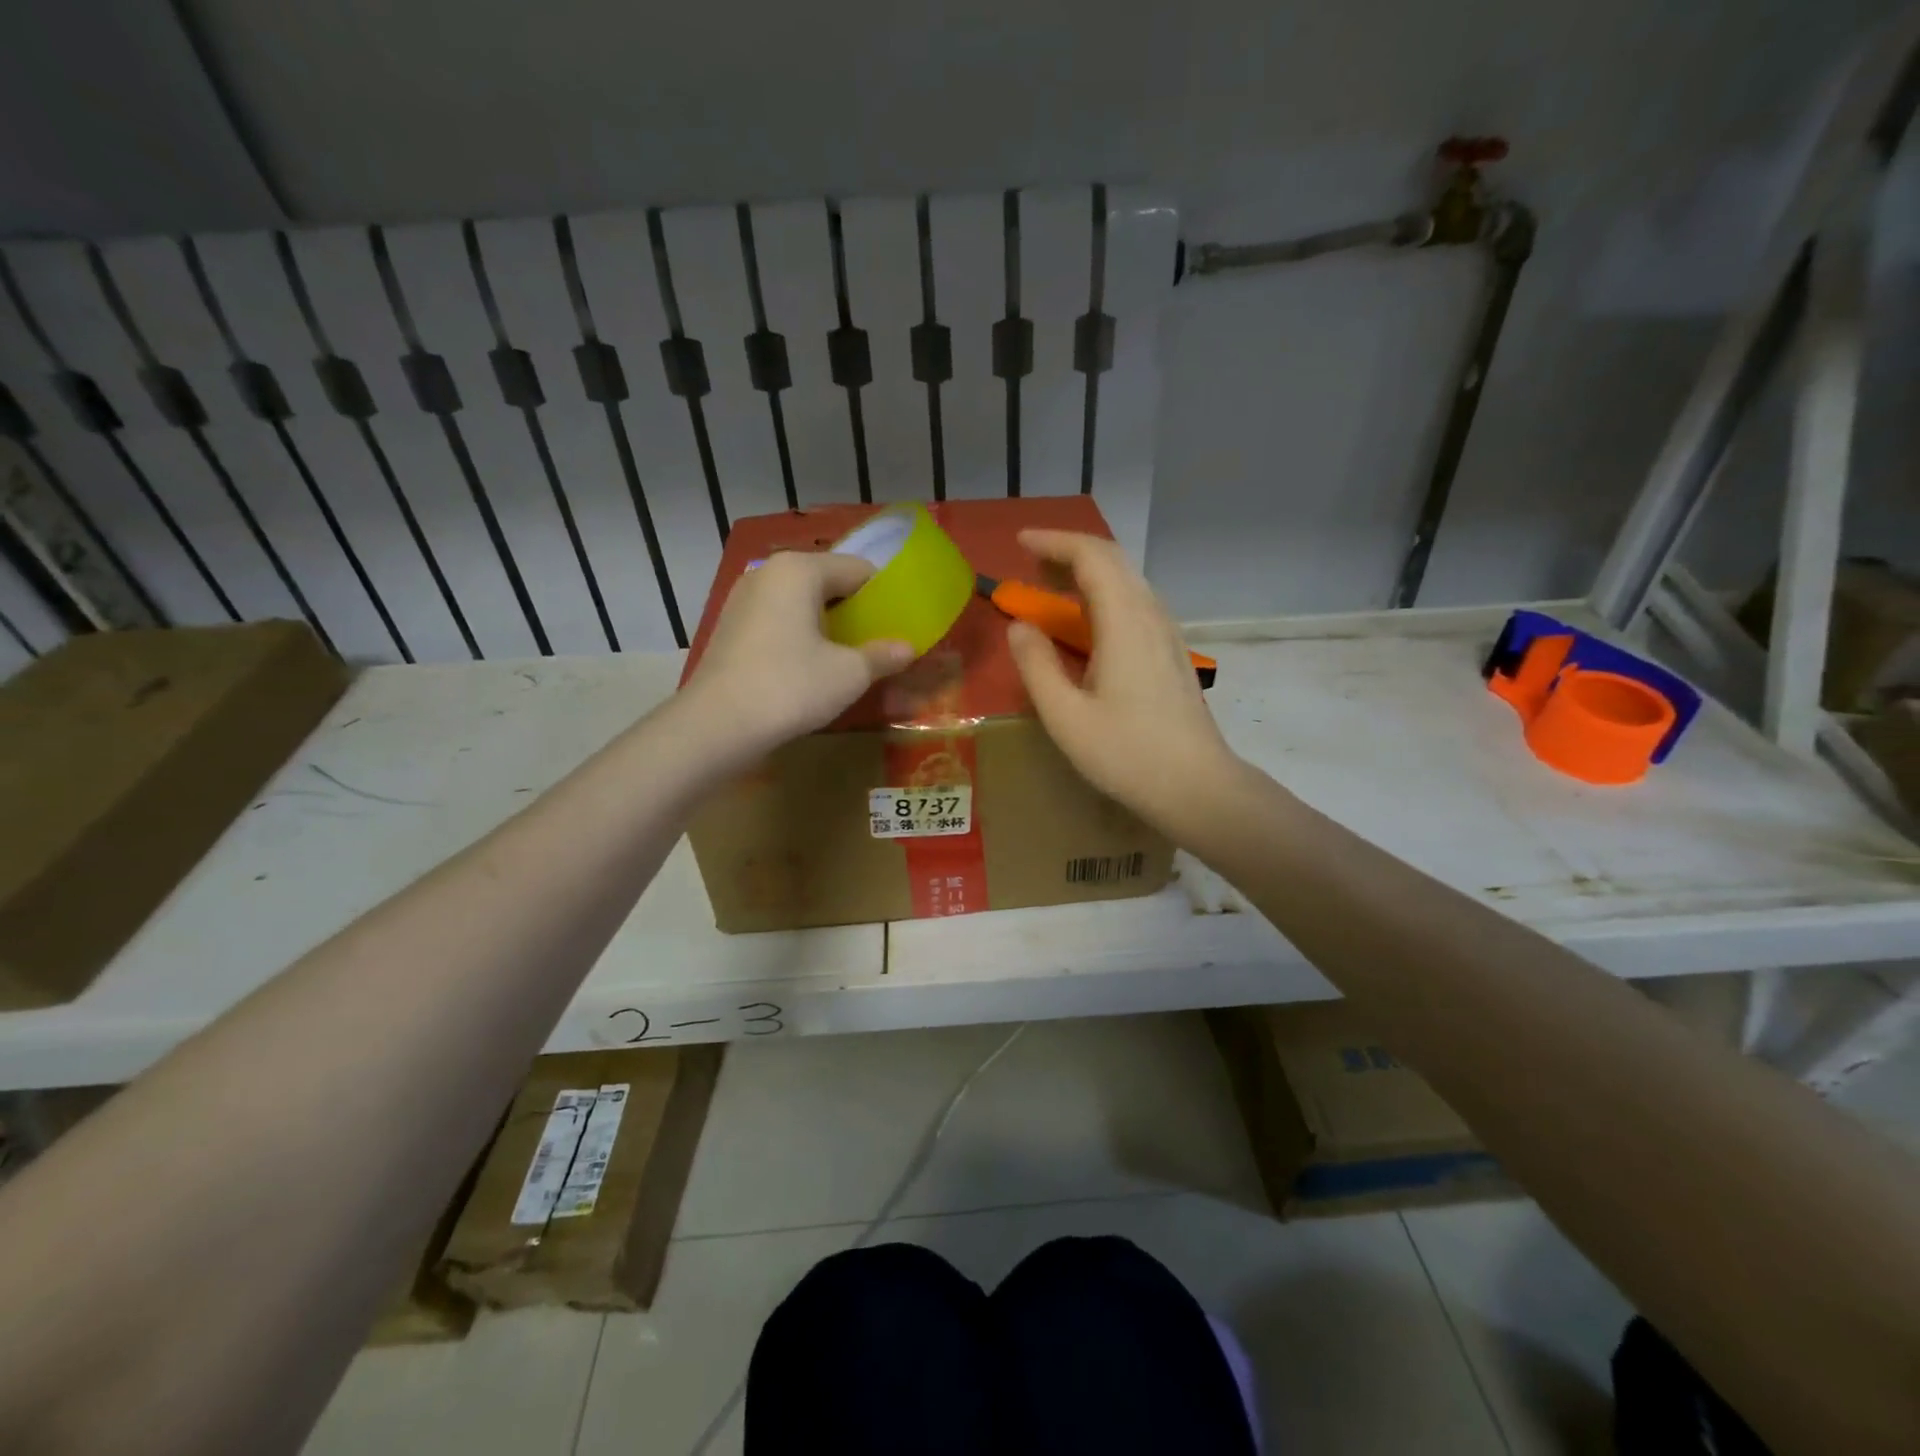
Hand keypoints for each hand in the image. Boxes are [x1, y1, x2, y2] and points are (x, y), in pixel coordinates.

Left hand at [682, 551, 912, 753]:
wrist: (717, 725)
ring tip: (847, 656)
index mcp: (800, 570)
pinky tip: (809, 666)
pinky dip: (799, 635)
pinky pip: (778, 620)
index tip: (901, 623)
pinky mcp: (730, 627)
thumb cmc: (791, 687)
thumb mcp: (849, 673)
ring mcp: (743, 599)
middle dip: (855, 611)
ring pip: (800, 602)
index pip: (858, 569)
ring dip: (826, 624)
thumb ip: (882, 655)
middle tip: (878, 642)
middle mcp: (768, 573)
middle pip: (827, 582)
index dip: (885, 596)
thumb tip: (907, 648)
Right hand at [1007, 529, 1237, 832]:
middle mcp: (1151, 615)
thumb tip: (1020, 627)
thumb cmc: (1126, 754)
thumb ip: (1036, 665)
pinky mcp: (1172, 653)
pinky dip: (1104, 596)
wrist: (1197, 786)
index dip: (1054, 542)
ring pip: (1127, 581)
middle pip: (1113, 561)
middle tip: (1030, 564)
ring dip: (1088, 574)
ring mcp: (1167, 633)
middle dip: (1069, 553)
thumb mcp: (1065, 716)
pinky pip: (1136, 604)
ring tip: (1052, 589)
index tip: (1020, 544)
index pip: (1092, 556)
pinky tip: (1088, 624)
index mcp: (1124, 621)